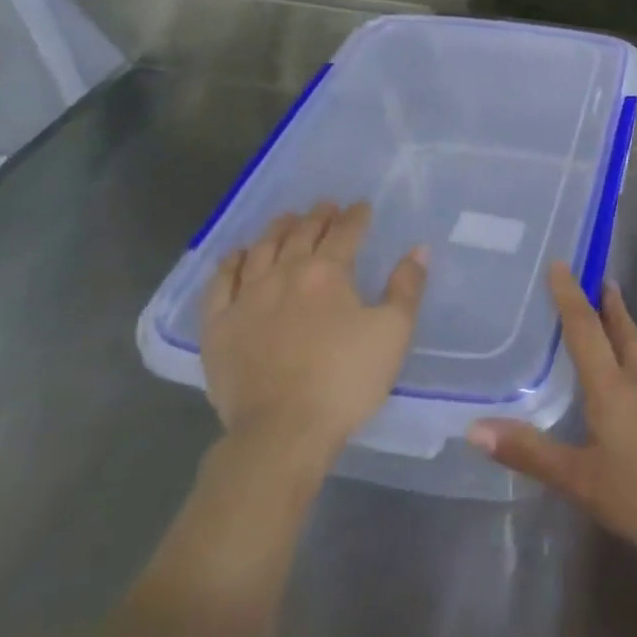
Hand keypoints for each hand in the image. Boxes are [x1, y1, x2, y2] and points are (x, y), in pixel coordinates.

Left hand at [201, 201, 426, 458]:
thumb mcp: (393, 333)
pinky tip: (236, 256)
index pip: (344, 232)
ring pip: (260, 250)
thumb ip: (406, 288)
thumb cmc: (345, 380)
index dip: (355, 216)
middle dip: (317, 216)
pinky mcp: (218, 326)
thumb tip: (418, 249)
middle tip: (326, 205)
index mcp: (327, 272)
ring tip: (287, 219)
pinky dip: (230, 264)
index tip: (362, 206)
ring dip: (276, 230)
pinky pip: (220, 283)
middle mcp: (283, 273)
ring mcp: (246, 298)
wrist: (282, 430)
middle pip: (301, 233)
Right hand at [468, 263, 636, 558]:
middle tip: (601, 278)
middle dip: (608, 304)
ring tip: (613, 324)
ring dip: (625, 331)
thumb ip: (531, 453)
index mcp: (612, 387)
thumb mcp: (583, 481)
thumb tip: (473, 428)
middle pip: (623, 332)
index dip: (570, 296)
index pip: (585, 330)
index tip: (561, 263)